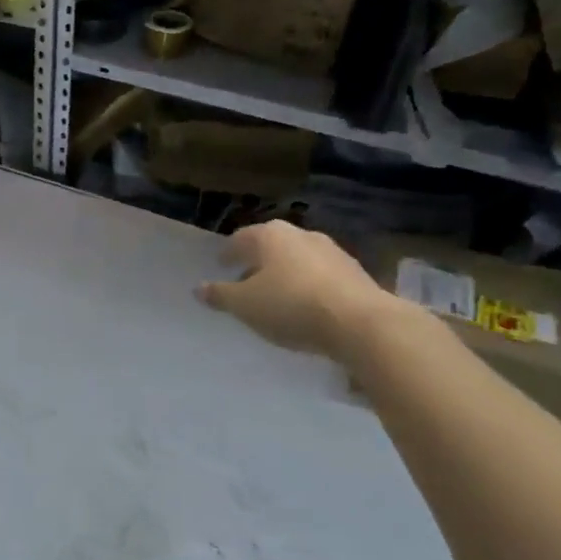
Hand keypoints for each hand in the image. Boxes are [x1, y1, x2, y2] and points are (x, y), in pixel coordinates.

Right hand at [197, 221, 391, 360]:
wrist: (362, 324)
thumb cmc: (291, 306)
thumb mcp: (245, 305)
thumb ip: (220, 295)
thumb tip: (198, 288)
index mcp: (270, 235)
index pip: (240, 239)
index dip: (228, 253)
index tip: (221, 265)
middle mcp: (301, 235)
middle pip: (272, 246)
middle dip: (258, 262)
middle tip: (246, 281)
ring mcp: (333, 252)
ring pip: (299, 260)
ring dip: (286, 275)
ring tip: (277, 297)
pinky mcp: (356, 274)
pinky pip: (322, 277)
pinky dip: (309, 287)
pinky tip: (307, 307)